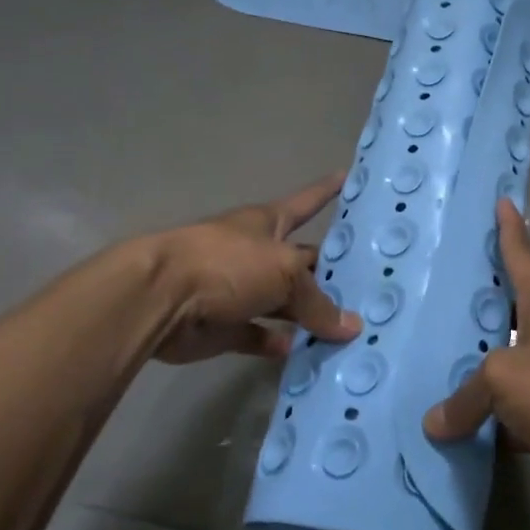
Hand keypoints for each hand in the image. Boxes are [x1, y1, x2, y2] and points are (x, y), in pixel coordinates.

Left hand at [148, 174, 361, 364]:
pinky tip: (302, 353)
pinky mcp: (223, 327)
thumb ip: (319, 302)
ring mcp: (238, 290)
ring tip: (347, 330)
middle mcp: (255, 253)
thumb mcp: (285, 273)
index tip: (349, 177)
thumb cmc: (227, 264)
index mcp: (268, 224)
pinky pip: (258, 336)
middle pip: (301, 262)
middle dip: (329, 272)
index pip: (306, 202)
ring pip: (282, 303)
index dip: (327, 190)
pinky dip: (277, 344)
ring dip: (307, 316)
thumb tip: (351, 327)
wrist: (159, 298)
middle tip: (370, 286)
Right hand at [423, 199, 529, 504]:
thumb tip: (434, 424)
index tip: (504, 202)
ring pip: (508, 365)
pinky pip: (512, 413)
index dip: (510, 230)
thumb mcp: (504, 377)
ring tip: (436, 360)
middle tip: (442, 292)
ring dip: (480, 368)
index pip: (522, 256)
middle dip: (482, 304)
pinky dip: (489, 419)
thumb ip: (466, 396)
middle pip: (510, 311)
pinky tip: (457, 424)